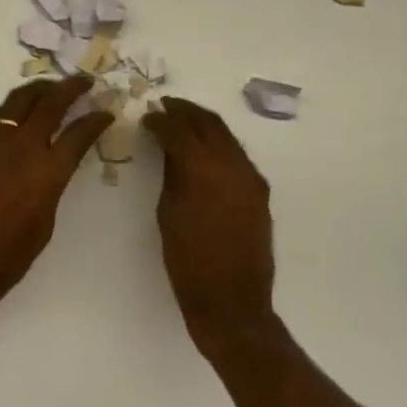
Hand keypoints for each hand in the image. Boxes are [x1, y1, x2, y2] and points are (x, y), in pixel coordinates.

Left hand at [0, 77, 113, 314]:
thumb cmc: (6, 258)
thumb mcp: (44, 224)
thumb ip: (51, 189)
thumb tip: (49, 172)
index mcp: (49, 171)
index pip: (80, 133)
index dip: (96, 120)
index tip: (106, 112)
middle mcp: (22, 148)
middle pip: (50, 104)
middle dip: (70, 88)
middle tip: (84, 81)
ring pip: (17, 101)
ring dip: (37, 90)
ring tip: (49, 87)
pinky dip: (4, 110)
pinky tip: (9, 113)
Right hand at [143, 97, 276, 335]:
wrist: (231, 300)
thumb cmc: (188, 262)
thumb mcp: (169, 214)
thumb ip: (172, 175)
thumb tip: (170, 150)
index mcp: (203, 169)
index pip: (180, 130)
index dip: (161, 120)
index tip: (147, 116)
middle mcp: (233, 165)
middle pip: (209, 124)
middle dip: (186, 112)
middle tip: (166, 106)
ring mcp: (251, 178)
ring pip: (227, 137)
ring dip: (204, 125)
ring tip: (183, 122)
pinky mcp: (259, 192)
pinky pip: (238, 156)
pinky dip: (219, 146)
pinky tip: (204, 151)